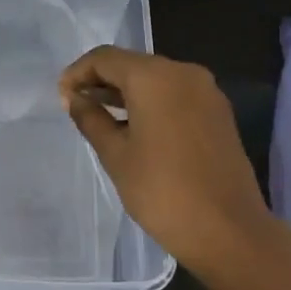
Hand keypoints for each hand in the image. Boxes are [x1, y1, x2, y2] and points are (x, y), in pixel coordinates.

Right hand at [59, 46, 272, 276]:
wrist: (229, 231)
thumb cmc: (162, 191)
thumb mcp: (115, 154)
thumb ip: (91, 119)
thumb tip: (74, 98)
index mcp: (155, 77)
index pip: (105, 58)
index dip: (78, 73)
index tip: (61, 97)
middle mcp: (183, 73)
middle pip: (132, 64)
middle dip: (101, 81)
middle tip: (77, 106)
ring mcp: (206, 92)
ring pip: (155, 79)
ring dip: (126, 93)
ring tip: (100, 117)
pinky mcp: (218, 113)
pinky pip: (175, 95)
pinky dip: (151, 103)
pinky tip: (134, 127)